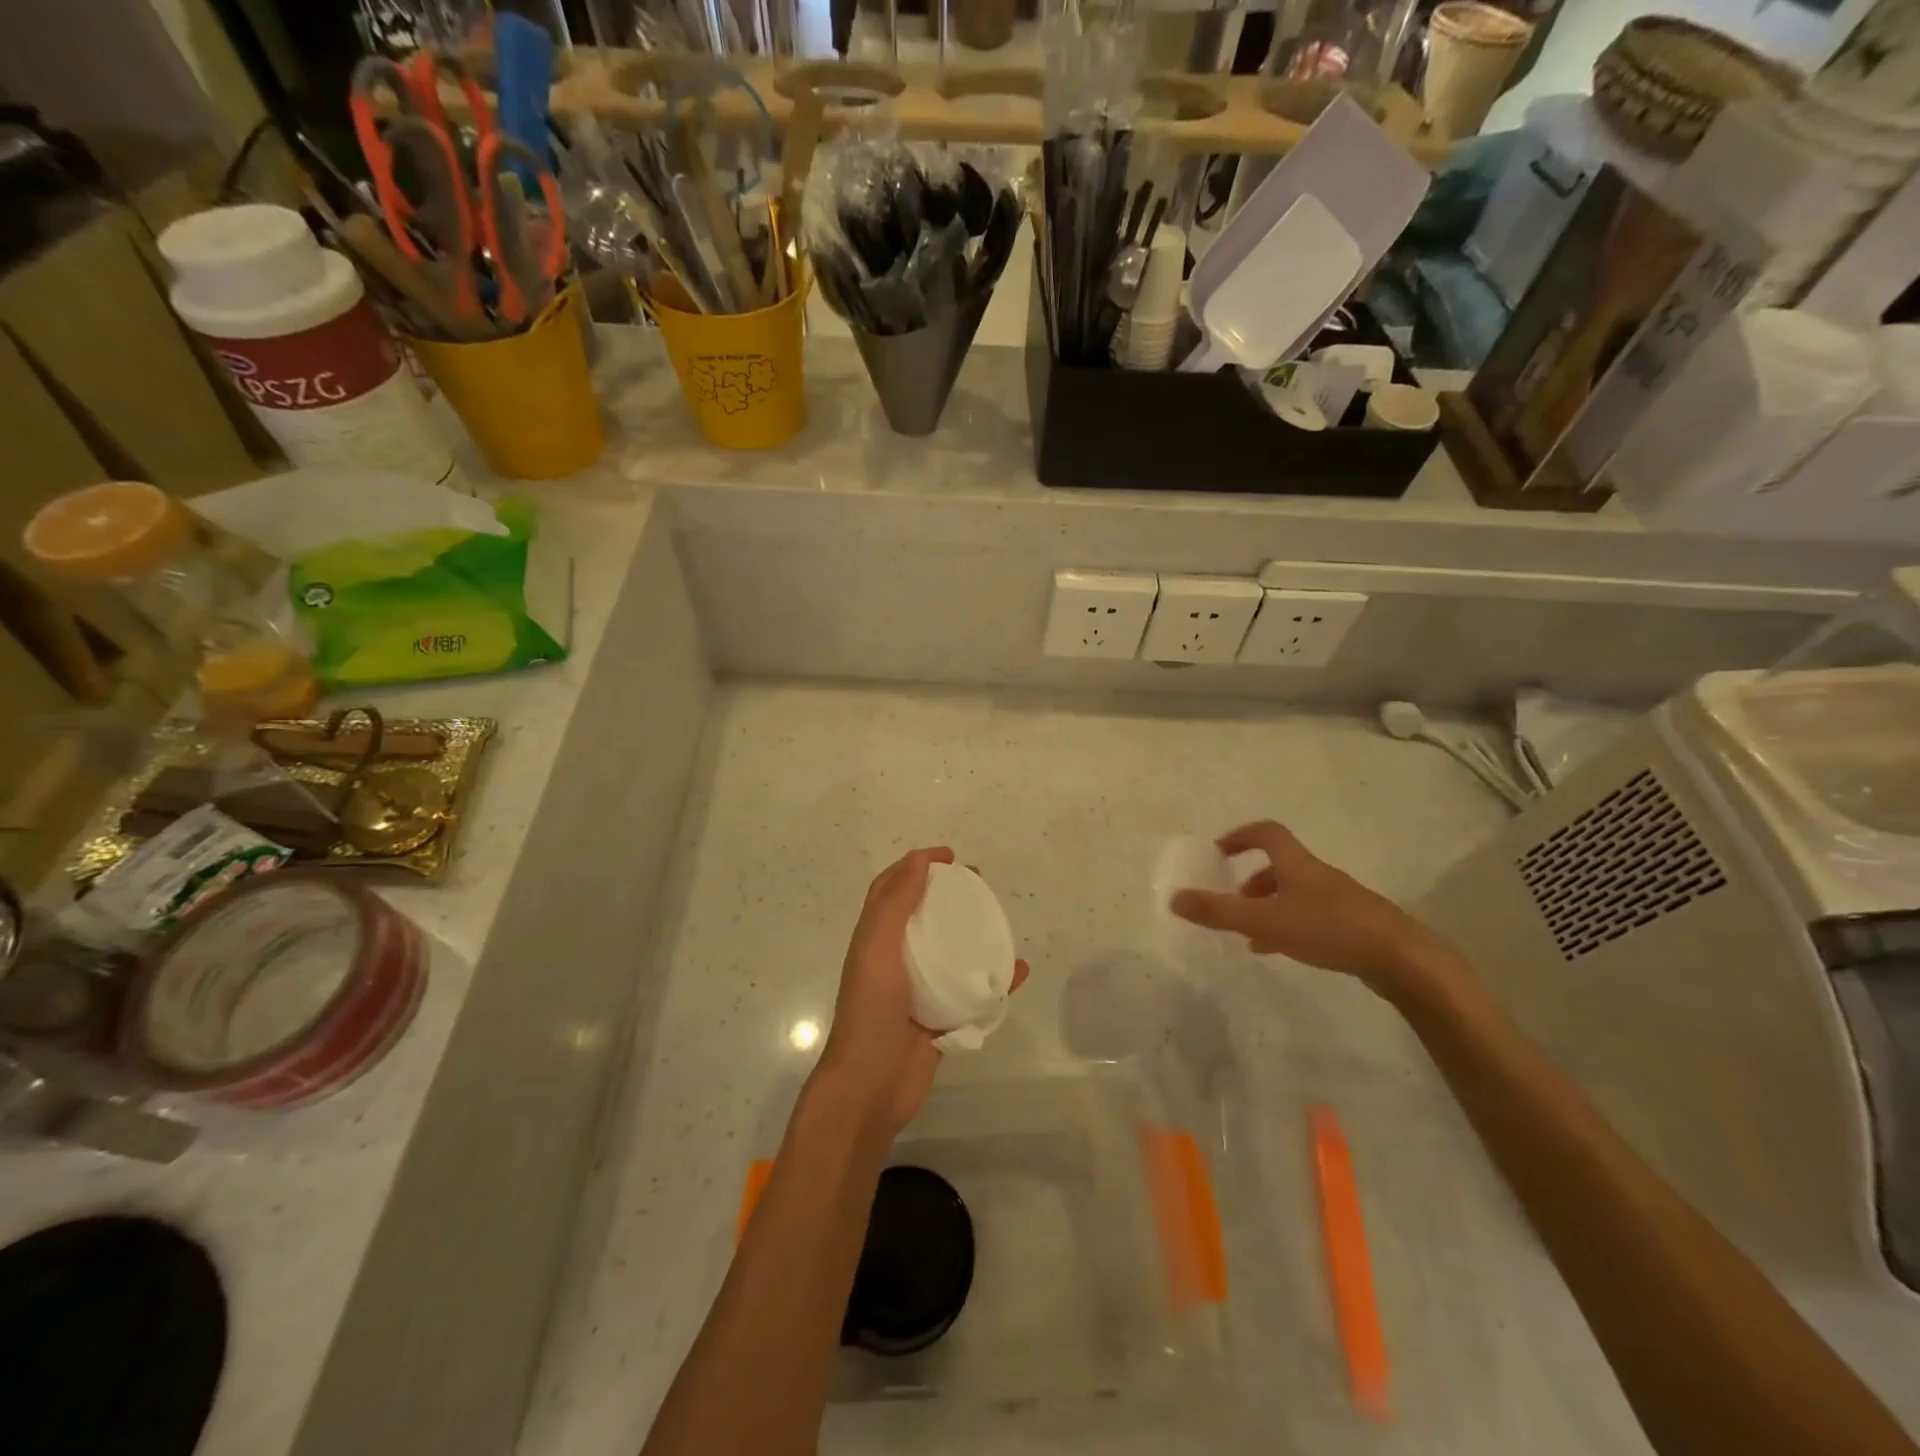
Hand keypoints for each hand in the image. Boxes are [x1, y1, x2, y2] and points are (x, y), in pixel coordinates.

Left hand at [818, 846, 1028, 1134]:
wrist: (871, 1086)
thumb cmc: (870, 1011)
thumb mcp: (876, 949)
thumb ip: (894, 905)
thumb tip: (917, 860)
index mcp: (875, 939)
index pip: (892, 889)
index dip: (915, 865)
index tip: (949, 857)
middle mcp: (896, 959)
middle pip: (924, 914)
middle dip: (948, 894)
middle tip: (979, 883)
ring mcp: (920, 989)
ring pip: (951, 950)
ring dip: (974, 931)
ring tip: (1000, 919)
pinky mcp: (942, 1018)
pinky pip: (974, 991)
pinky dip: (996, 979)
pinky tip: (1019, 970)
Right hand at [1170, 820, 1456, 993]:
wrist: (1403, 959)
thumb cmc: (1329, 929)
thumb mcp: (1265, 921)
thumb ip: (1219, 912)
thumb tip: (1174, 898)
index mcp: (1297, 864)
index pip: (1267, 834)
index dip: (1240, 837)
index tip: (1219, 852)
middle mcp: (1318, 876)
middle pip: (1280, 866)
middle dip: (1251, 881)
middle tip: (1232, 901)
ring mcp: (1339, 900)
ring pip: (1294, 894)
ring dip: (1269, 907)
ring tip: (1250, 934)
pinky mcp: (1354, 925)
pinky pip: (1311, 916)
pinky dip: (1288, 926)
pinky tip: (1280, 951)